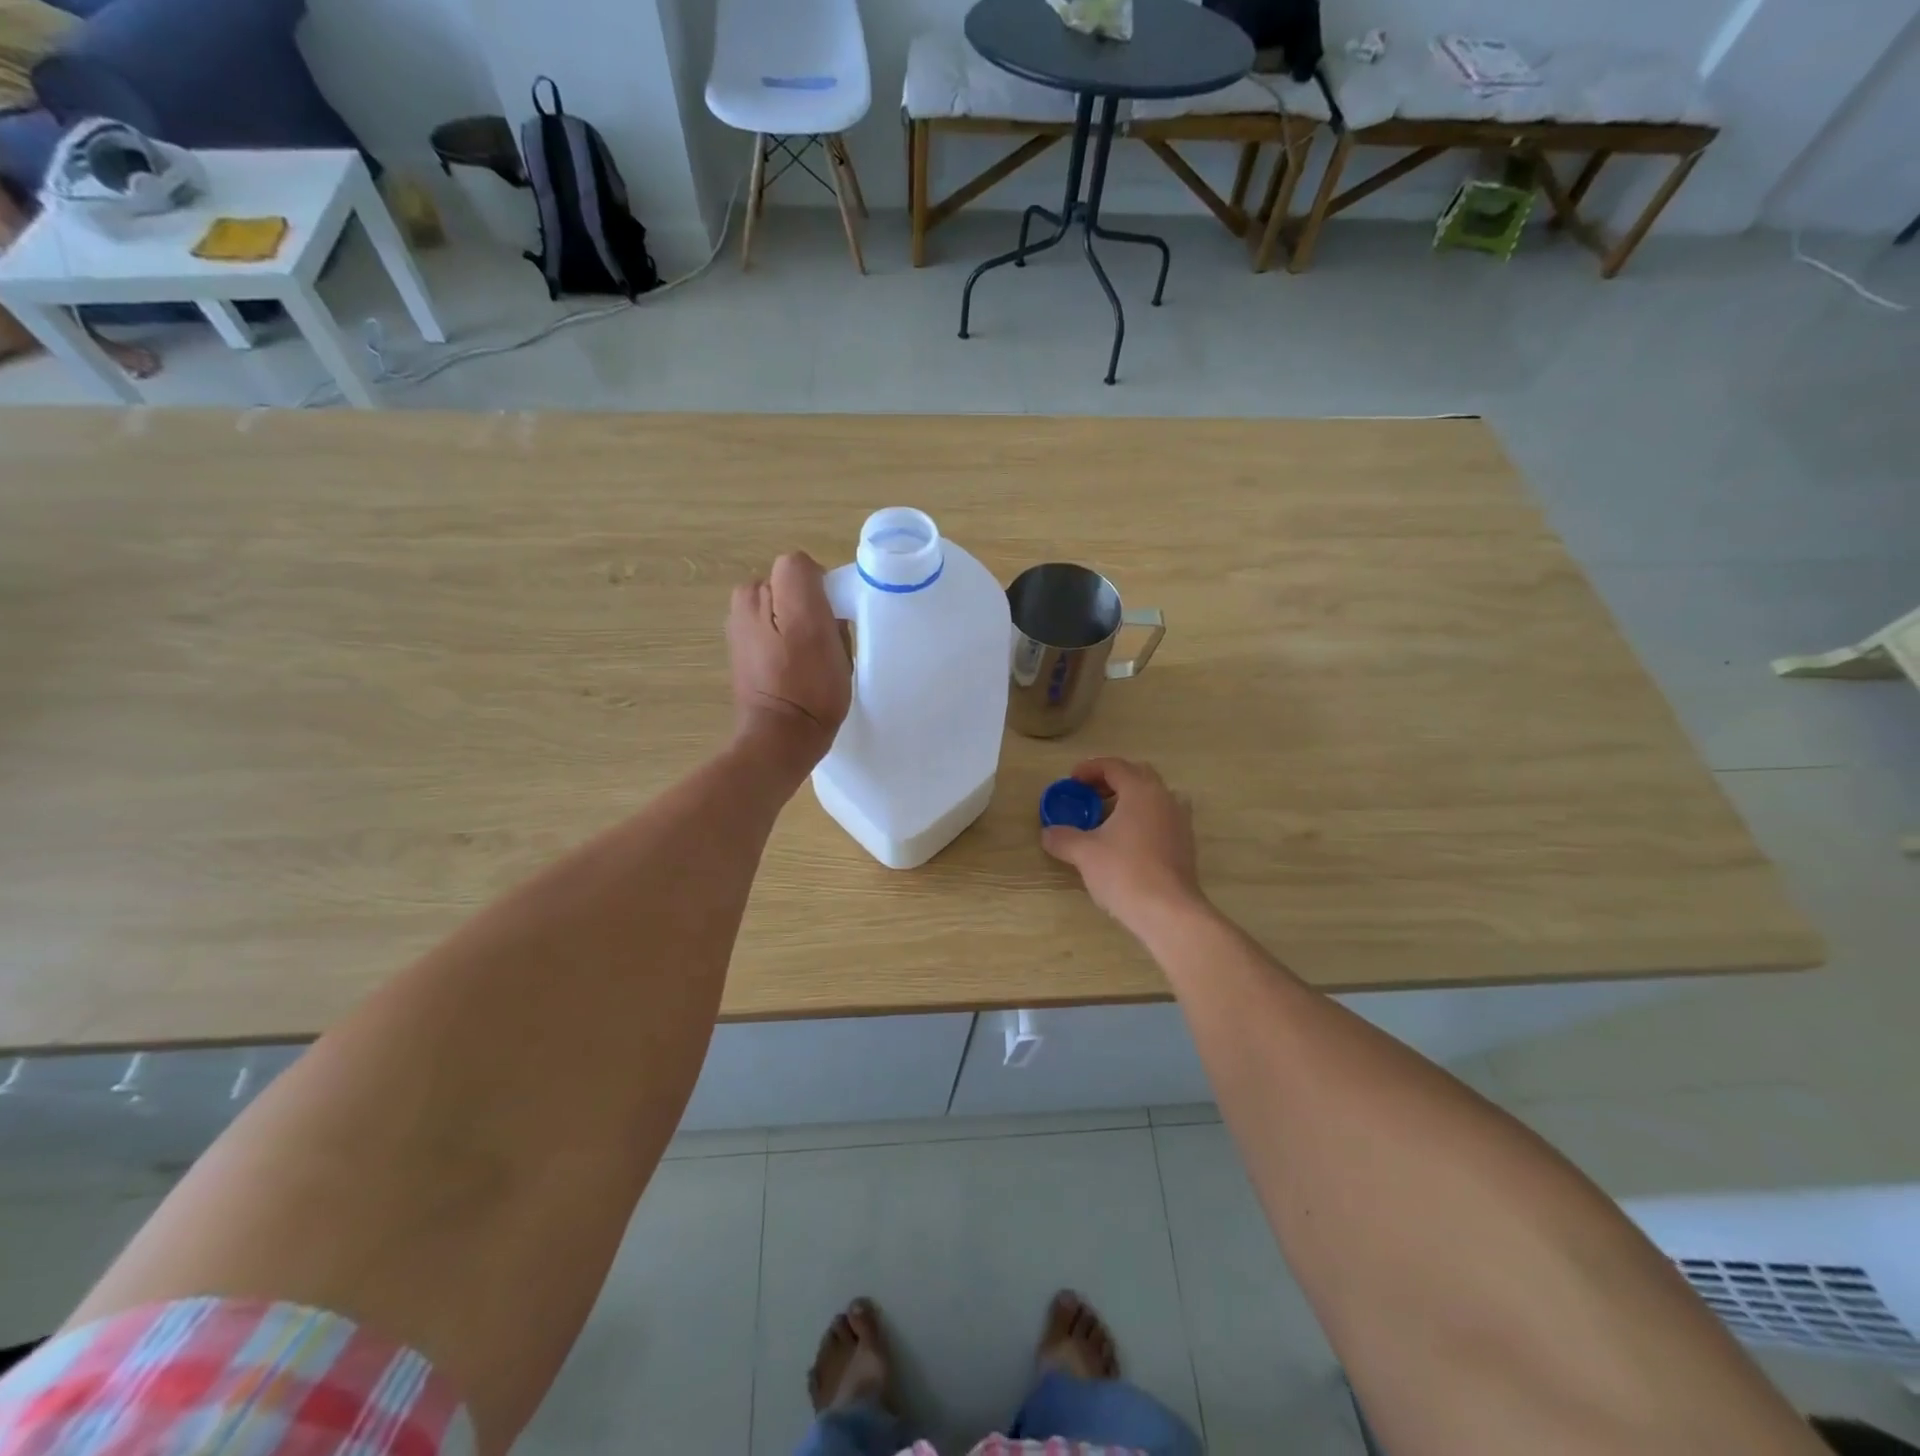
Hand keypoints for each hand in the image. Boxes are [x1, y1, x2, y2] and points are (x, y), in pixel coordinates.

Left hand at [727, 553, 851, 774]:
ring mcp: (741, 629)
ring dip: (803, 630)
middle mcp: (744, 603)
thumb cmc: (807, 686)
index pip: (804, 569)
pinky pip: (779, 635)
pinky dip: (791, 647)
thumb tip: (811, 582)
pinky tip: (798, 671)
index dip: (825, 593)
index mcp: (758, 590)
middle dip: (813, 611)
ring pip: (789, 613)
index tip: (832, 624)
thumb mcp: (813, 623)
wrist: (782, 738)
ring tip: (812, 662)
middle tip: (824, 646)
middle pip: (795, 590)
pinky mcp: (746, 654)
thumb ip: (804, 580)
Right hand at [1041, 758, 1204, 935]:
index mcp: (1141, 791)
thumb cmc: (1124, 872)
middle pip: (1138, 775)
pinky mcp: (1185, 844)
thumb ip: (1063, 837)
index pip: (1114, 766)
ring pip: (1153, 797)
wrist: (1168, 911)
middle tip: (1089, 795)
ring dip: (1129, 800)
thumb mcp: (1084, 853)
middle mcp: (1164, 798)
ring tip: (1107, 818)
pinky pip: (1161, 818)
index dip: (1090, 769)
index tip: (1071, 781)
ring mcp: (1179, 821)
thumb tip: (1048, 833)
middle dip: (1112, 780)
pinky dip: (1142, 819)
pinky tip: (1126, 841)